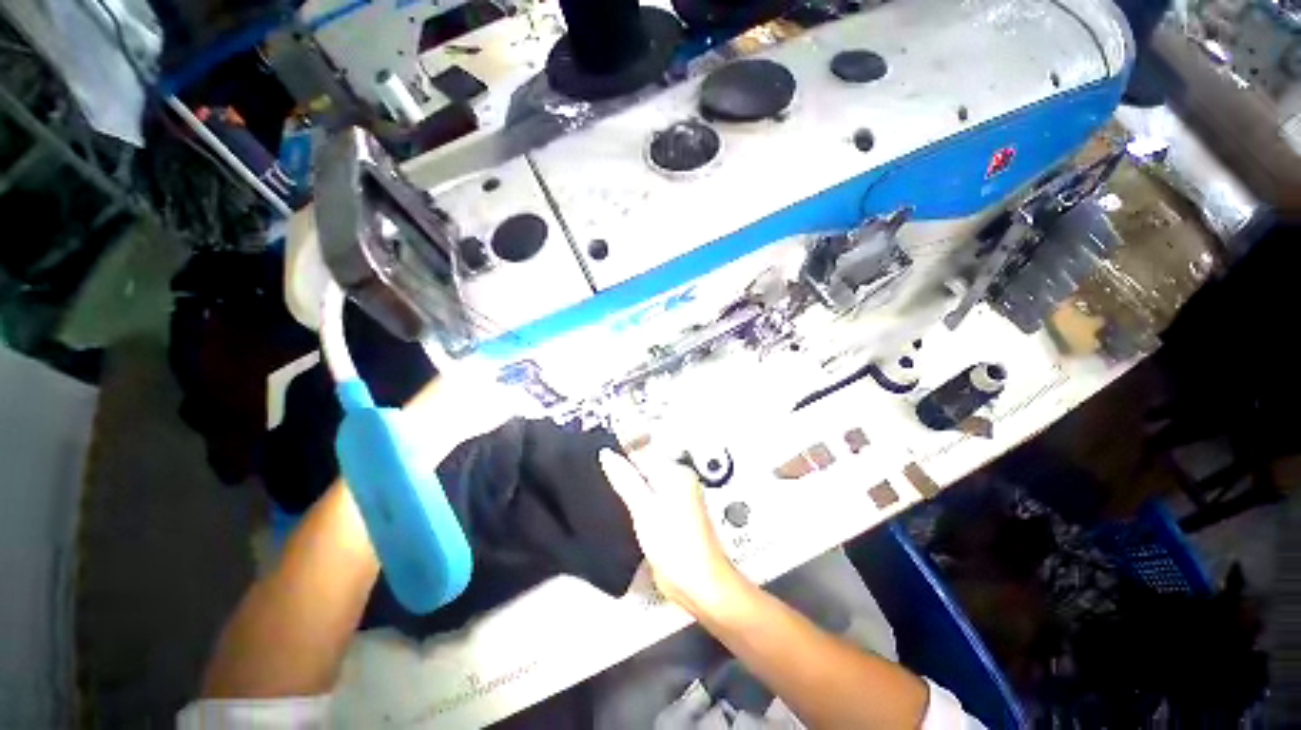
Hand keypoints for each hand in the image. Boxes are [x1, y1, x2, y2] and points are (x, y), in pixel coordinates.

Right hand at [599, 450, 745, 615]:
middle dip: (624, 469)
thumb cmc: (678, 546)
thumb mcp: (644, 509)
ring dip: (628, 485)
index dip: (621, 452)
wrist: (699, 583)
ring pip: (646, 482)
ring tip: (609, 490)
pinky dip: (636, 500)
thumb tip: (608, 455)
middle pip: (645, 465)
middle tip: (601, 473)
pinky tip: (625, 508)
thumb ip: (625, 480)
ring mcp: (677, 498)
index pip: (644, 451)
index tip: (600, 456)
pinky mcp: (672, 514)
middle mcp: (680, 481)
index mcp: (677, 473)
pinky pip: (650, 497)